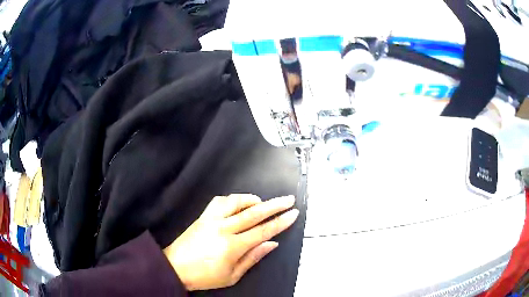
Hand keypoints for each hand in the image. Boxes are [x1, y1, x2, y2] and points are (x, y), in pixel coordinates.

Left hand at [163, 194, 298, 290]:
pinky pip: (218, 202)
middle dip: (274, 205)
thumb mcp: (232, 275)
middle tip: (288, 199)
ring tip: (263, 202)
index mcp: (232, 246)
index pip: (262, 231)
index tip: (293, 213)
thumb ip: (253, 258)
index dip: (280, 222)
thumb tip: (271, 244)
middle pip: (253, 213)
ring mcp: (211, 220)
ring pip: (235, 202)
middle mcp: (223, 228)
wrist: (175, 267)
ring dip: (252, 199)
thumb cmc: (205, 276)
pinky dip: (233, 199)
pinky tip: (239, 203)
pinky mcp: (202, 216)